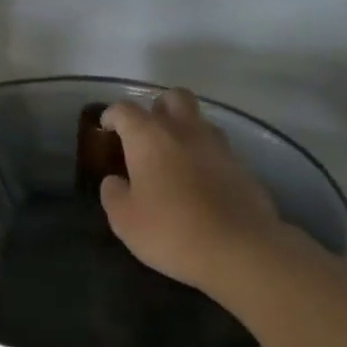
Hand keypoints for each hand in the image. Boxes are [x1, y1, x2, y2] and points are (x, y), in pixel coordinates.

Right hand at [99, 90, 287, 292]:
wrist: (237, 248)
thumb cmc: (170, 231)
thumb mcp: (124, 220)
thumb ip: (113, 194)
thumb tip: (114, 181)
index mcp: (150, 137)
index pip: (126, 110)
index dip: (112, 115)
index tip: (106, 128)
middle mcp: (185, 130)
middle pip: (172, 98)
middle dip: (157, 108)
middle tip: (146, 134)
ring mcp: (217, 145)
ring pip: (198, 120)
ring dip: (183, 130)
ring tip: (172, 159)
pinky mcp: (241, 165)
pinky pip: (216, 148)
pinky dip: (203, 155)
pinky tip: (197, 181)